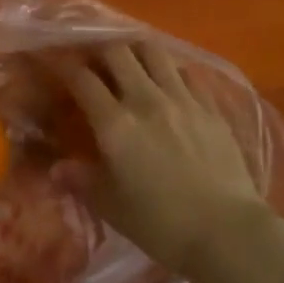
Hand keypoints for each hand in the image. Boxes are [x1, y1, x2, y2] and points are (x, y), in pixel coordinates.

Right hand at [51, 42, 275, 278]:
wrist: (227, 233)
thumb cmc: (161, 225)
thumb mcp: (111, 207)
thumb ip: (82, 180)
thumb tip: (56, 167)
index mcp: (115, 124)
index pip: (82, 79)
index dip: (65, 66)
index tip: (57, 63)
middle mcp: (145, 100)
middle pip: (117, 52)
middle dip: (99, 50)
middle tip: (94, 60)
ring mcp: (181, 99)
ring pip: (153, 51)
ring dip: (136, 49)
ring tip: (130, 60)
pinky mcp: (210, 106)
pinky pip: (186, 72)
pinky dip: (170, 70)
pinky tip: (168, 81)